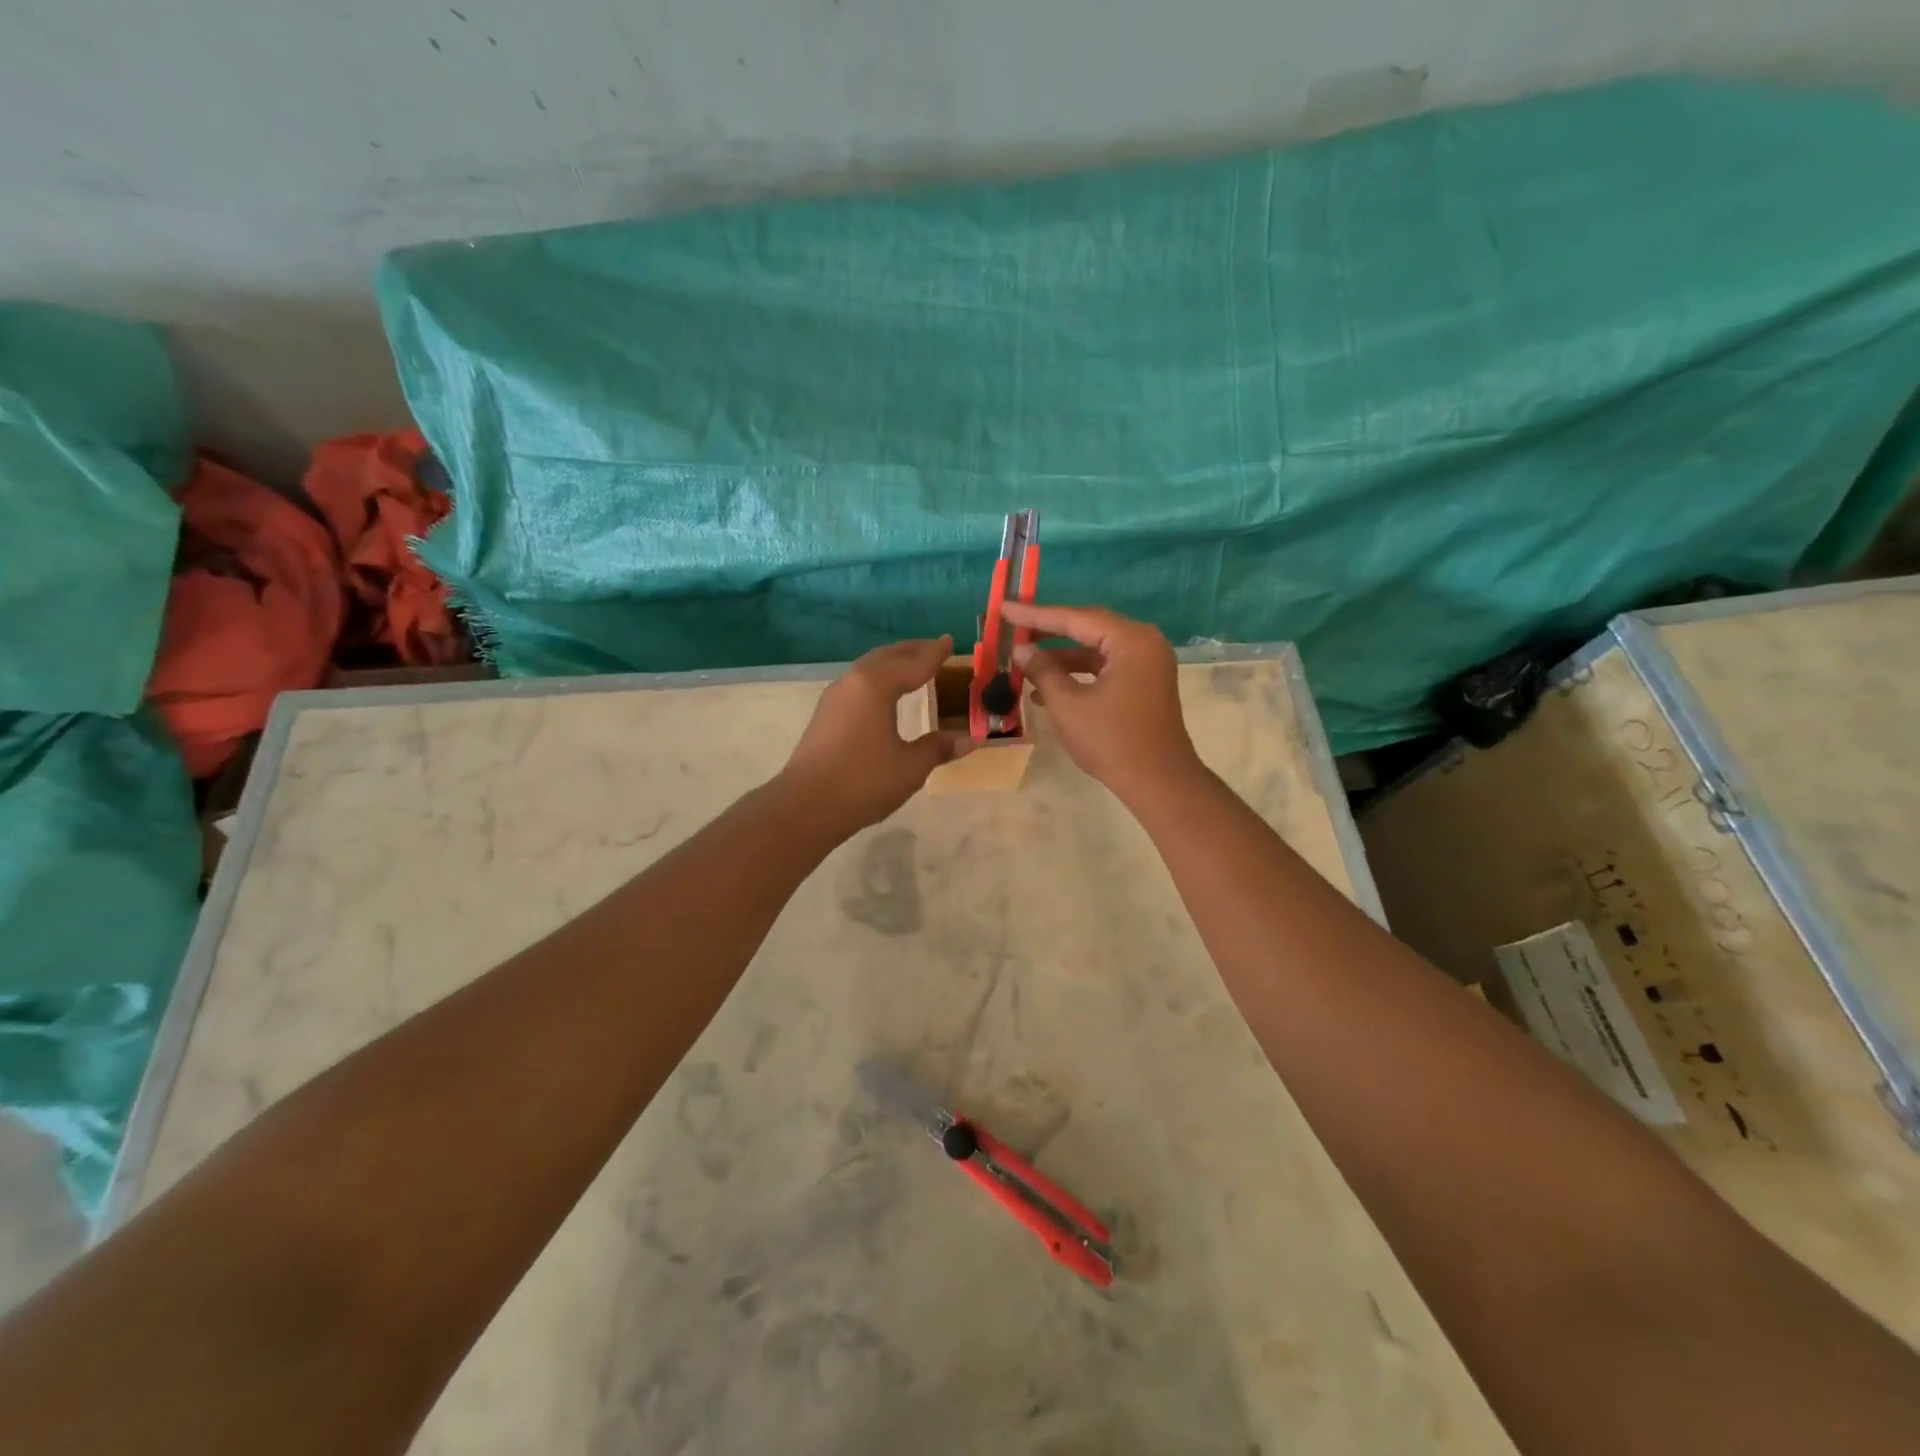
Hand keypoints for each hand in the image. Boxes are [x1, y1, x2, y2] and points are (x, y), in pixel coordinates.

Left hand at [779, 637, 972, 835]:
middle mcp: (853, 682)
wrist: (805, 807)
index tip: (950, 640)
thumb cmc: (863, 781)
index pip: (913, 663)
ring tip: (911, 668)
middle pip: (886, 657)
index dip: (934, 653)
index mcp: (876, 685)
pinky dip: (878, 680)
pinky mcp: (825, 716)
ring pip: (868, 669)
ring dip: (892, 664)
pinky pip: (858, 685)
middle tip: (933, 648)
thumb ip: (939, 748)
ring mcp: (834, 698)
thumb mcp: (910, 766)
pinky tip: (884, 695)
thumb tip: (972, 739)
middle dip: (911, 651)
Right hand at [1002, 603, 1203, 803]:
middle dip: (1048, 632)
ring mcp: (1147, 664)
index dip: (1036, 615)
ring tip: (1023, 662)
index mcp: (1131, 640)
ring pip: (1095, 650)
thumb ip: (1042, 671)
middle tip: (1012, 626)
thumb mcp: (1068, 705)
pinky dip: (1078, 675)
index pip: (1076, 618)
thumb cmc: (1112, 741)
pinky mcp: (1144, 683)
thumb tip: (1021, 649)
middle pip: (1088, 628)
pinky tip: (1045, 691)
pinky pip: (1105, 668)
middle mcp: (1144, 643)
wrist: (1159, 783)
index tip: (1005, 608)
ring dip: (1060, 657)